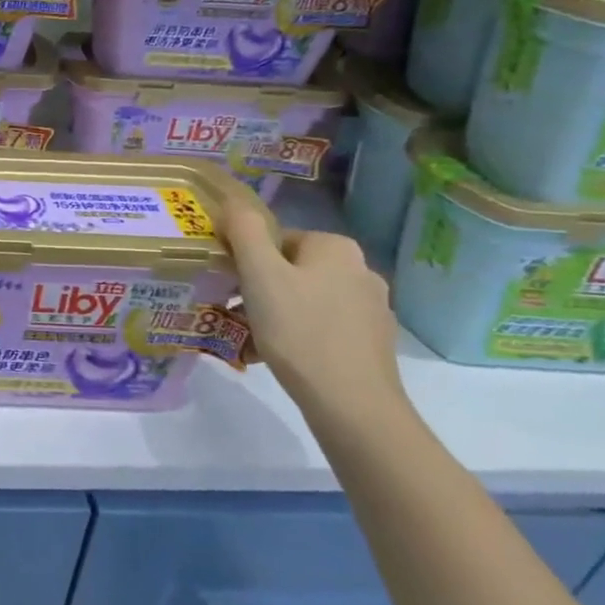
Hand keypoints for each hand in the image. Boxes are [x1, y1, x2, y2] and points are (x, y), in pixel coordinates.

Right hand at [222, 209, 409, 427]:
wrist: (352, 403)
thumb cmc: (299, 330)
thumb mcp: (259, 274)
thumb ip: (244, 231)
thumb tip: (233, 201)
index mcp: (336, 247)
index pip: (276, 239)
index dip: (247, 261)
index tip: (231, 287)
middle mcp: (361, 269)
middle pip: (291, 268)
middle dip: (260, 289)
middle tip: (236, 313)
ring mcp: (372, 307)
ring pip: (306, 299)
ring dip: (277, 313)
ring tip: (253, 340)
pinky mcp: (373, 341)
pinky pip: (324, 326)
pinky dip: (300, 335)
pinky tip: (283, 357)